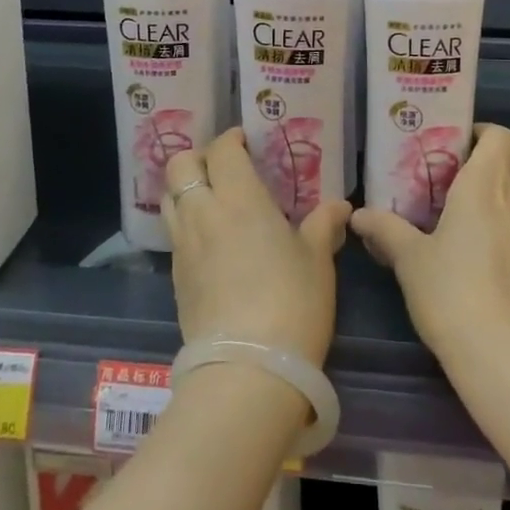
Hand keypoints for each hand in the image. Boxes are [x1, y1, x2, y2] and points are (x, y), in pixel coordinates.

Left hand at [162, 129, 350, 365]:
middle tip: (225, 167)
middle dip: (198, 157)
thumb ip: (323, 224)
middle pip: (180, 165)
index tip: (246, 142)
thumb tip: (339, 206)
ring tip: (213, 200)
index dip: (231, 139)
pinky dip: (187, 223)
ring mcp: (184, 247)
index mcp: (239, 198)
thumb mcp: (317, 260)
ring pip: (169, 198)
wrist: (248, 370)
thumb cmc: (292, 302)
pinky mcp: (176, 278)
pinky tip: (212, 241)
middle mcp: (203, 213)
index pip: (221, 150)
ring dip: (186, 188)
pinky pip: (174, 234)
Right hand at [351, 124, 509, 371]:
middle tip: (463, 177)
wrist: (508, 358)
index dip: (482, 134)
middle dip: (497, 159)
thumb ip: (385, 228)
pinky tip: (498, 257)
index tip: (456, 148)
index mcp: (488, 183)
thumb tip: (358, 215)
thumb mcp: (409, 259)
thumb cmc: (452, 293)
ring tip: (479, 214)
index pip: (501, 135)